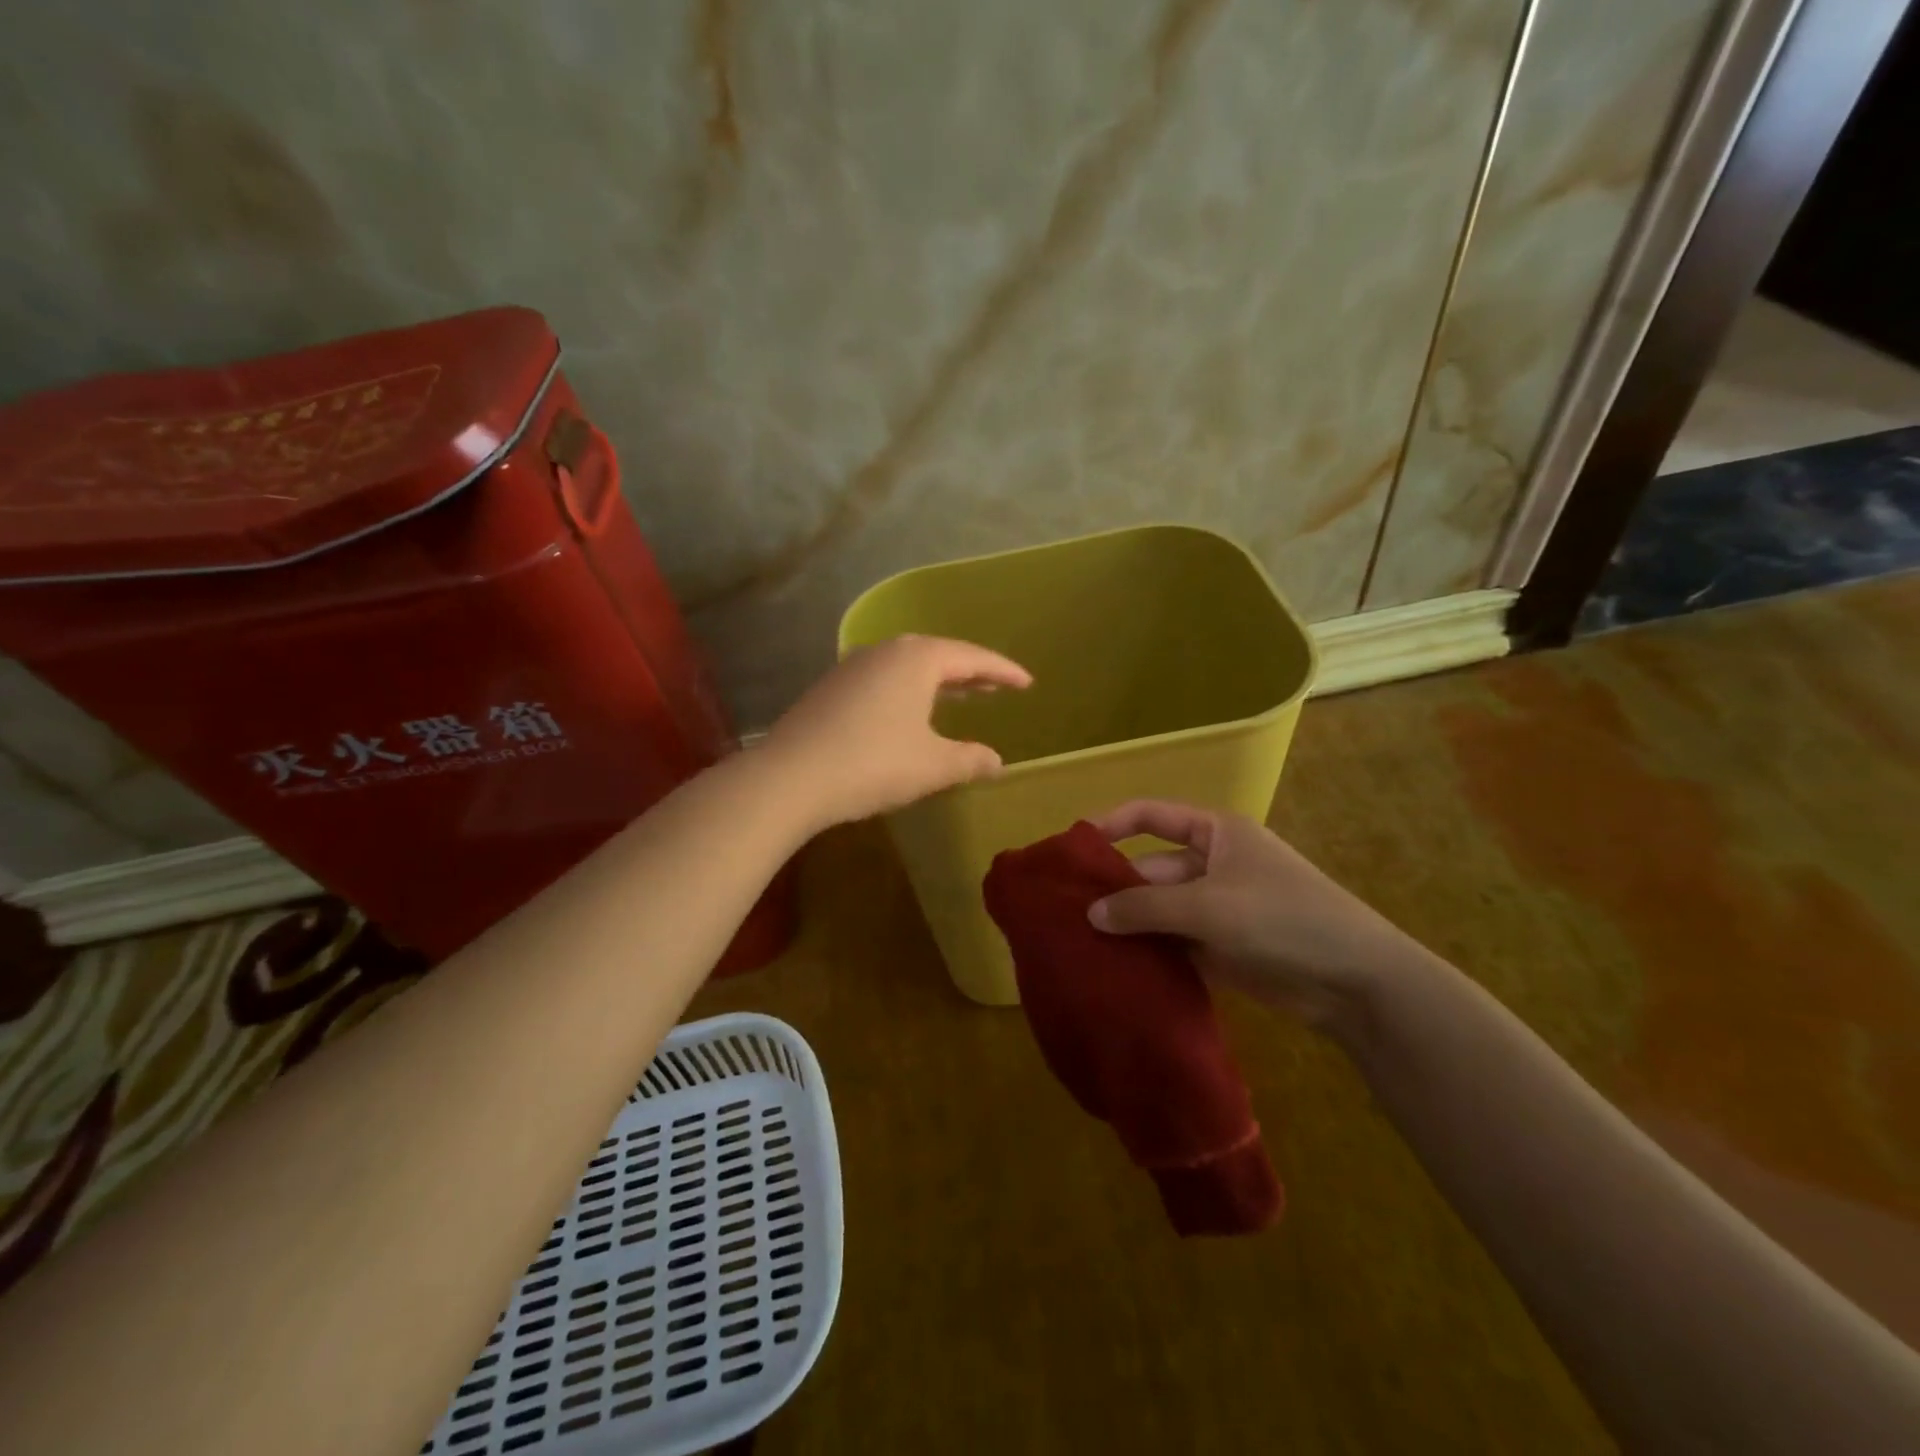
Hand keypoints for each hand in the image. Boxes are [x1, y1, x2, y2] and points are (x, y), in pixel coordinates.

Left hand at [766, 635, 1031, 830]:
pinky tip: (911, 712)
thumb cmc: (874, 764)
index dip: (1003, 672)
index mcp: (917, 658)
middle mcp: (885, 651)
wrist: (790, 778)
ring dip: (938, 681)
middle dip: (971, 672)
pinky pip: (885, 679)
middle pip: (940, 655)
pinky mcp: (832, 687)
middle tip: (997, 686)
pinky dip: (910, 690)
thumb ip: (970, 759)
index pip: (973, 658)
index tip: (1027, 683)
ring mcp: (853, 666)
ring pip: (909, 666)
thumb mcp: (933, 766)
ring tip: (961, 696)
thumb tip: (996, 761)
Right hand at [1086, 800, 1426, 1029]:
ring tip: (1080, 943)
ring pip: (1158, 910)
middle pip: (1150, 869)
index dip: (1111, 824)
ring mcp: (1215, 908)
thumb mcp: (1208, 905)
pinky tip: (1114, 968)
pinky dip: (1148, 953)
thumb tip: (1090, 914)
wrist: (1355, 981)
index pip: (1151, 815)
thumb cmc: (1282, 918)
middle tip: (1065, 913)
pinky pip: (1173, 943)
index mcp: (1215, 834)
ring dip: (1128, 925)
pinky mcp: (1220, 948)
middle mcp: (1211, 864)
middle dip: (1114, 889)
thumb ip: (1145, 907)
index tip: (1073, 848)